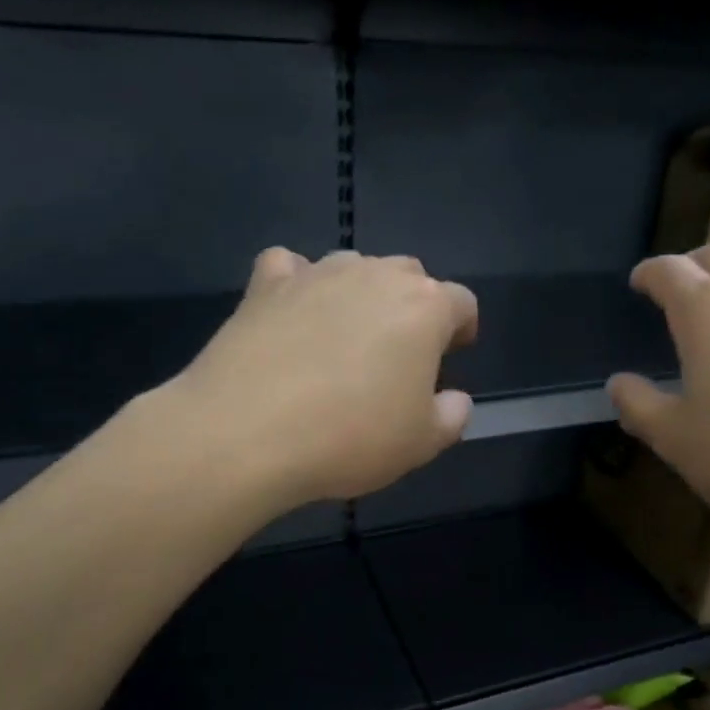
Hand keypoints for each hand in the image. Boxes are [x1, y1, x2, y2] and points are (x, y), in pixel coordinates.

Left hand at [159, 248, 476, 509]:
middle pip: (410, 275)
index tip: (453, 353)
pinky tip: (293, 313)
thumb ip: (452, 415)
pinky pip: (291, 267)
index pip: (461, 302)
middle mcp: (376, 275)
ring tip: (346, 337)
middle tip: (400, 352)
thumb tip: (455, 399)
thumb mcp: (422, 443)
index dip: (462, 327)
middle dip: (414, 306)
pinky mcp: (266, 284)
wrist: (246, 433)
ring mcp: (318, 273)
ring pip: (355, 266)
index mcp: (425, 308)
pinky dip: (299, 283)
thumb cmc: (350, 437)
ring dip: (361, 293)